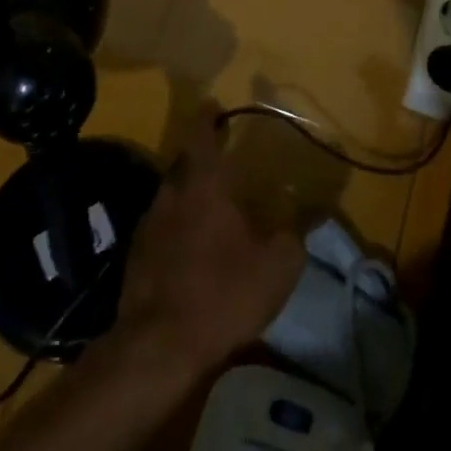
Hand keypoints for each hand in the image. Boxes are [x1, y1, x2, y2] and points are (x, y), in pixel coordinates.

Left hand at [112, 115, 304, 381]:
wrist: (158, 346)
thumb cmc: (223, 293)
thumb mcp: (277, 265)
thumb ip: (296, 232)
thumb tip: (314, 210)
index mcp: (203, 185)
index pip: (201, 135)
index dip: (207, 117)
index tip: (214, 104)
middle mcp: (170, 195)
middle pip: (183, 163)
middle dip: (200, 156)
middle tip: (220, 158)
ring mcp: (147, 226)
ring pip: (170, 196)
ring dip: (188, 194)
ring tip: (209, 205)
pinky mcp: (136, 257)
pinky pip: (160, 227)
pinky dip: (176, 227)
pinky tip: (190, 247)